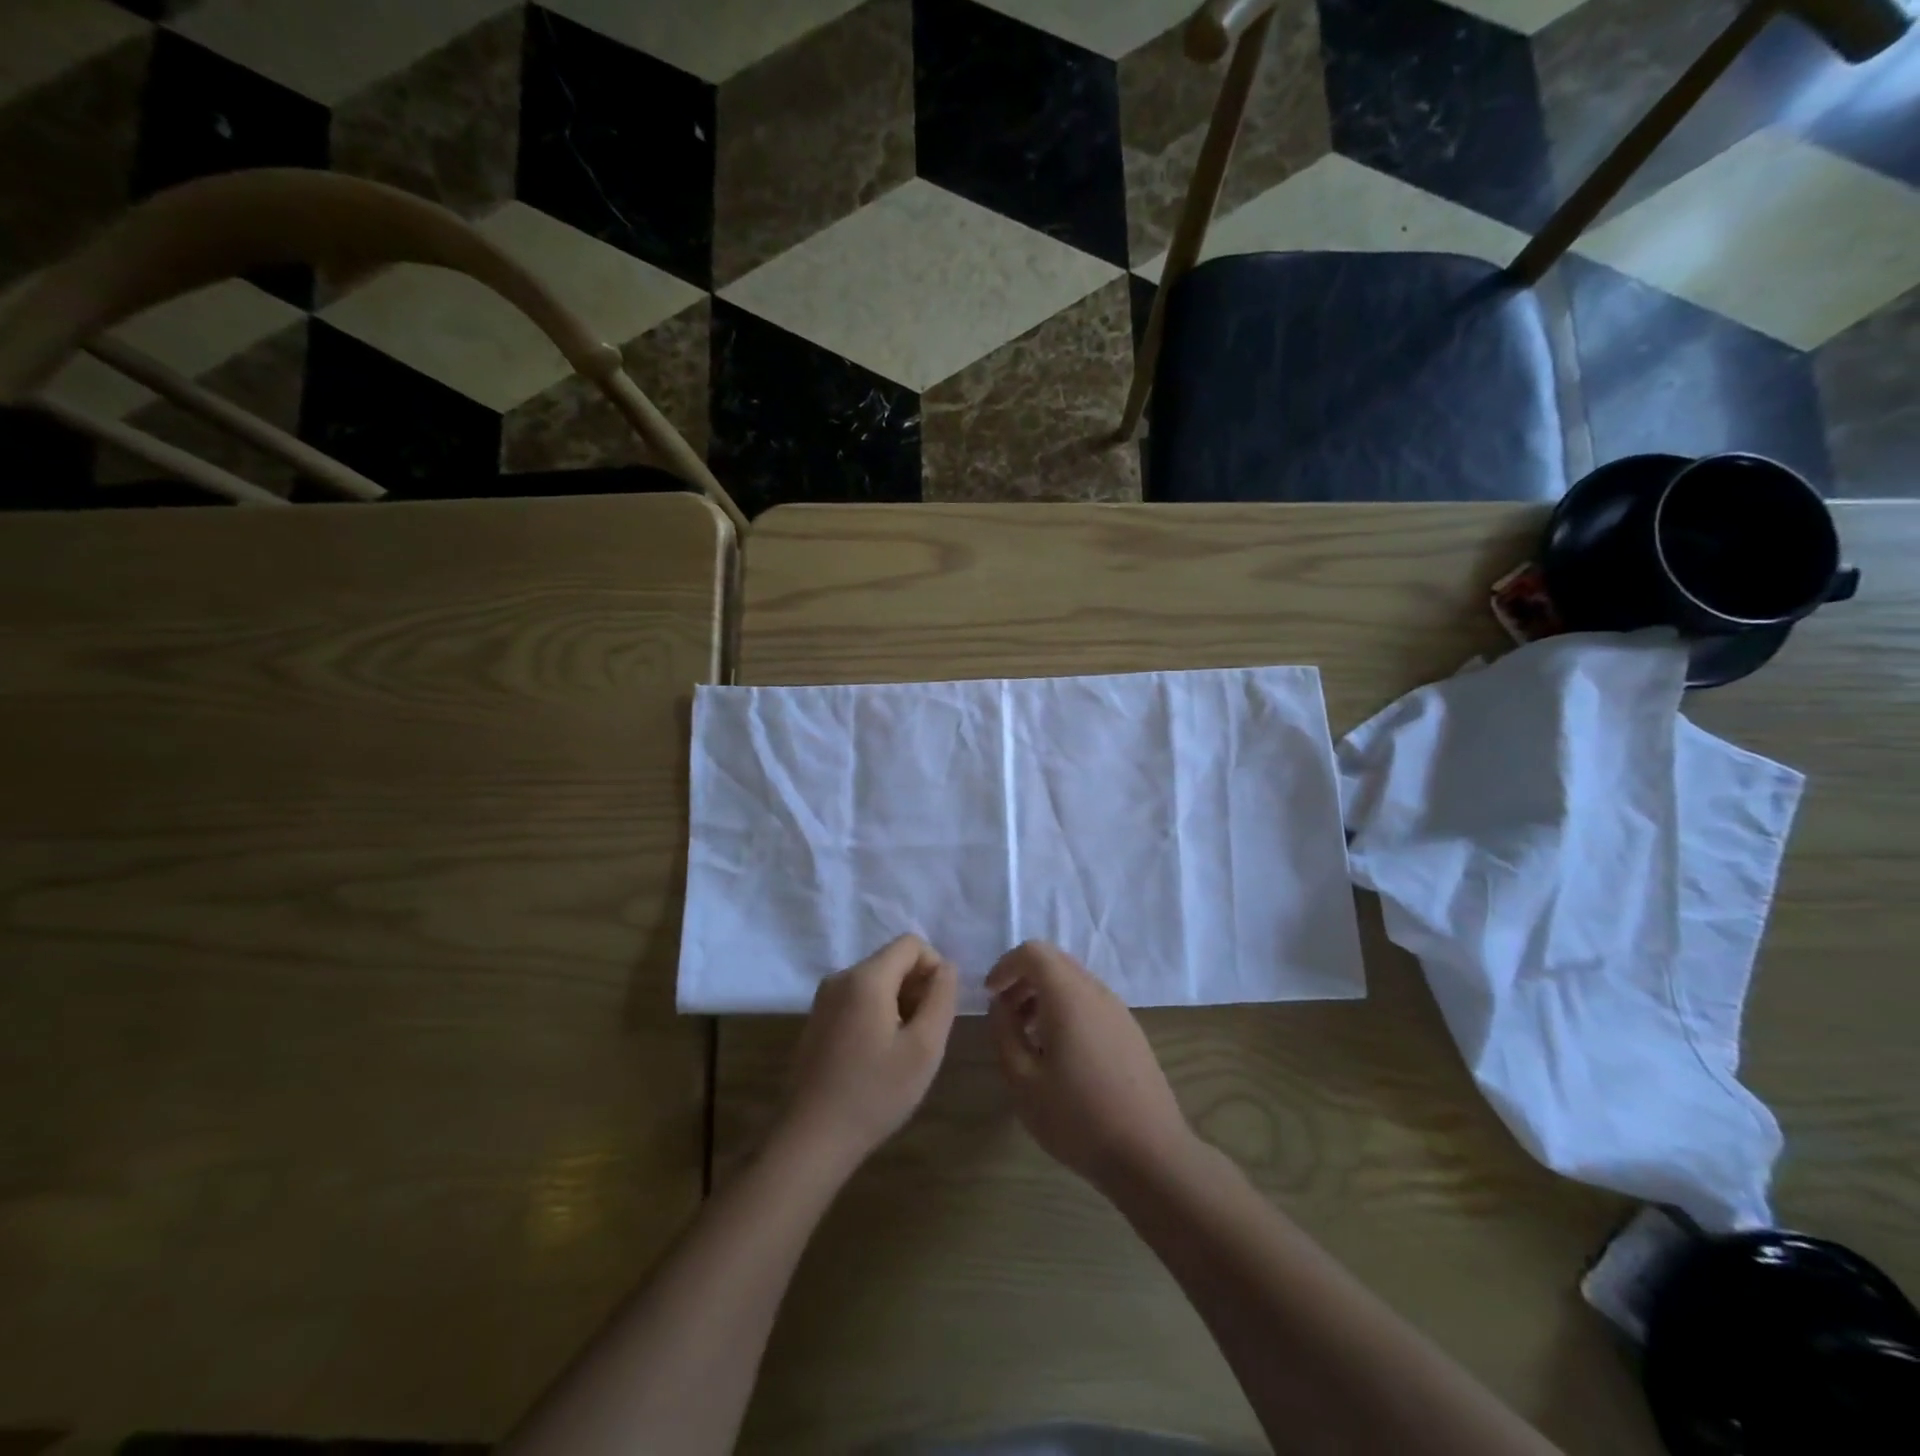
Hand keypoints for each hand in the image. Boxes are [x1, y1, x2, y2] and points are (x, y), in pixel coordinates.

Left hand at [779, 935, 959, 1170]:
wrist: (810, 1139)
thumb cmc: (874, 1093)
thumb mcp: (924, 1048)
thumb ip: (941, 998)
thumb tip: (946, 968)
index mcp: (866, 977)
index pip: (911, 944)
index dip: (934, 968)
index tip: (938, 1010)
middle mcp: (841, 978)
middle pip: (892, 961)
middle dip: (916, 989)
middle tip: (923, 1036)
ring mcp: (824, 999)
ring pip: (875, 982)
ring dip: (898, 1004)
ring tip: (901, 1051)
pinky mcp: (816, 1020)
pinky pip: (857, 1000)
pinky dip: (877, 1016)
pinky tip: (878, 1058)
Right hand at [987, 941, 1197, 1190]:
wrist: (1151, 1154)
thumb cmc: (1078, 1118)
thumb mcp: (1023, 1081)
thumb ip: (1004, 1033)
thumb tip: (999, 1005)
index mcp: (1069, 996)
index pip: (1034, 952)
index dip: (1006, 966)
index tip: (990, 995)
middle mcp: (1096, 992)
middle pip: (1055, 962)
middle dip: (1023, 979)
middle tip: (1005, 1015)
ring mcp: (1119, 1011)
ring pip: (1074, 982)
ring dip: (1044, 996)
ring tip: (1028, 1038)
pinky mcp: (1131, 1031)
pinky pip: (1091, 1002)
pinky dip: (1066, 1010)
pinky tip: (1060, 1054)